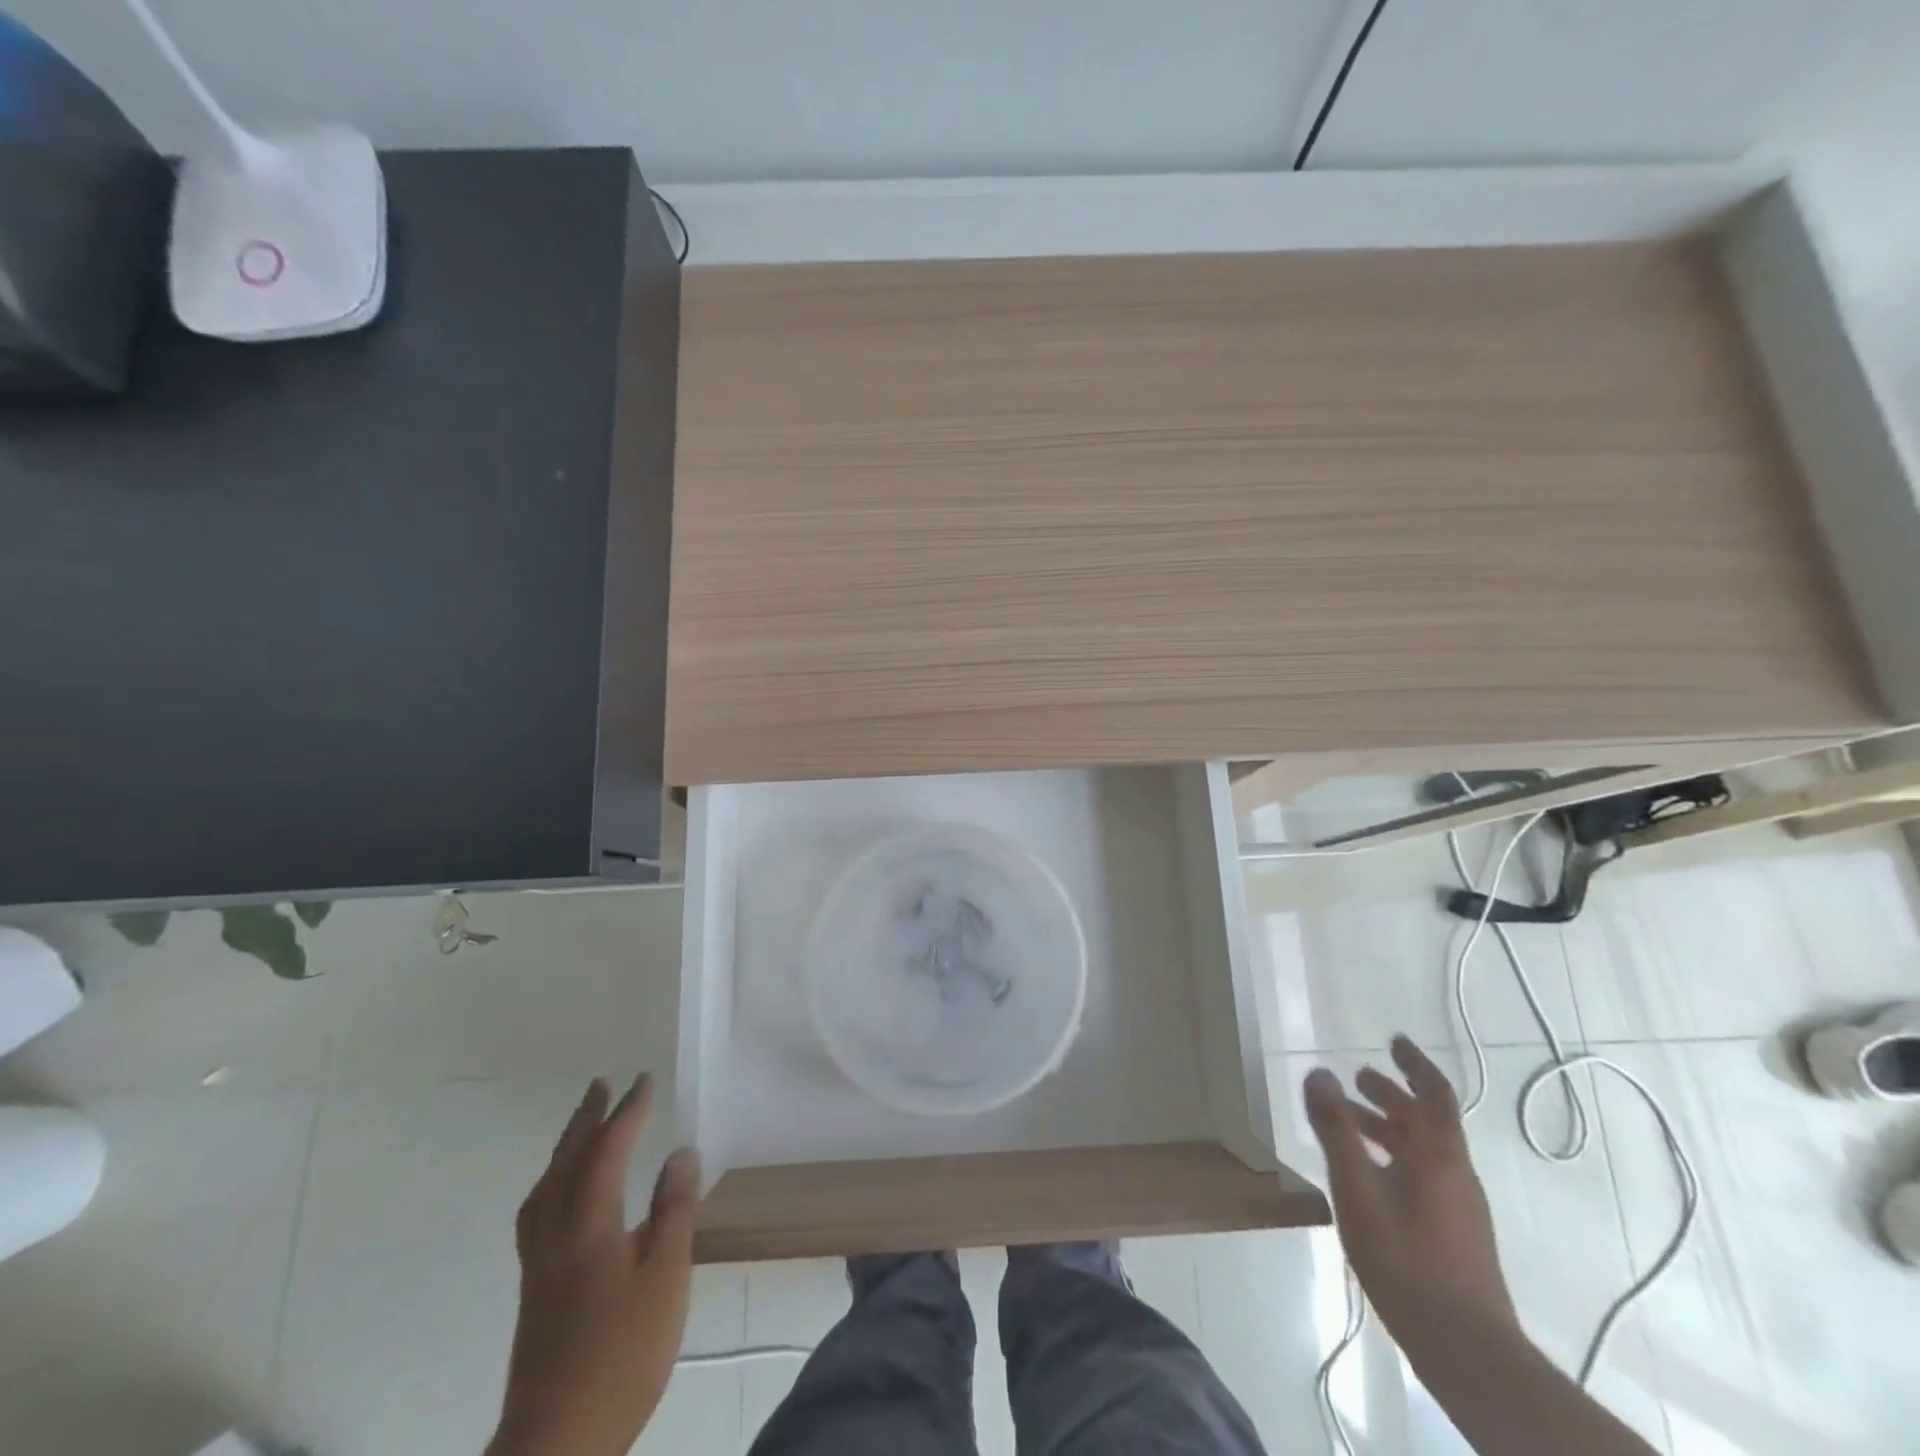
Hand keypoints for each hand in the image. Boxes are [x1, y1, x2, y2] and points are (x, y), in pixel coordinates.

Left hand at [488, 1075, 701, 1455]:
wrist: (556, 1444)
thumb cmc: (621, 1355)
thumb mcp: (666, 1279)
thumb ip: (674, 1212)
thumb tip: (681, 1153)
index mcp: (589, 1225)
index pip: (607, 1151)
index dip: (628, 1113)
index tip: (645, 1081)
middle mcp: (556, 1234)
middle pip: (566, 1162)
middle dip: (586, 1120)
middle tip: (601, 1084)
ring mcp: (539, 1264)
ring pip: (545, 1188)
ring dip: (565, 1148)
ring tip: (581, 1129)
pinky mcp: (534, 1290)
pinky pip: (539, 1211)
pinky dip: (553, 1182)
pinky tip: (565, 1197)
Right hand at [1303, 1036, 1516, 1346]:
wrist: (1467, 1350)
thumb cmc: (1406, 1259)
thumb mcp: (1357, 1188)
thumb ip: (1336, 1129)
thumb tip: (1318, 1073)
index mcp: (1437, 1153)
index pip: (1434, 1093)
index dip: (1415, 1063)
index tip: (1394, 1040)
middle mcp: (1454, 1171)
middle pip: (1426, 1119)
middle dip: (1391, 1093)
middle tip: (1356, 1079)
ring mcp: (1460, 1205)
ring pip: (1423, 1148)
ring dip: (1388, 1125)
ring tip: (1349, 1123)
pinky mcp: (1456, 1233)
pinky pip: (1423, 1173)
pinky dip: (1394, 1156)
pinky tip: (1367, 1176)